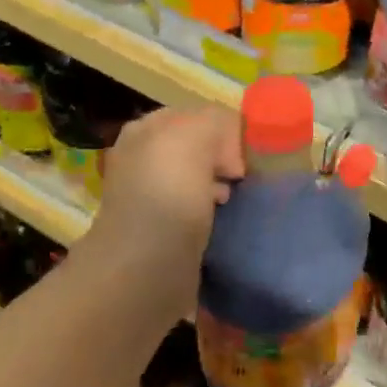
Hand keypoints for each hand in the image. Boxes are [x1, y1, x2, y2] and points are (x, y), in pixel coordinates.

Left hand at [70, 105, 243, 307]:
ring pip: (201, 179)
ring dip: (222, 187)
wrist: (143, 270)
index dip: (226, 130)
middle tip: (241, 178)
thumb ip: (218, 121)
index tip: (243, 154)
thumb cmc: (168, 195)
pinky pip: (199, 211)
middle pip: (201, 148)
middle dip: (226, 160)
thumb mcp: (196, 134)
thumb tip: (229, 151)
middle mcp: (144, 159)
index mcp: (146, 131)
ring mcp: (151, 197)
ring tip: (233, 202)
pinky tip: (222, 224)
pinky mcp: (162, 232)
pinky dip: (214, 215)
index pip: (199, 116)